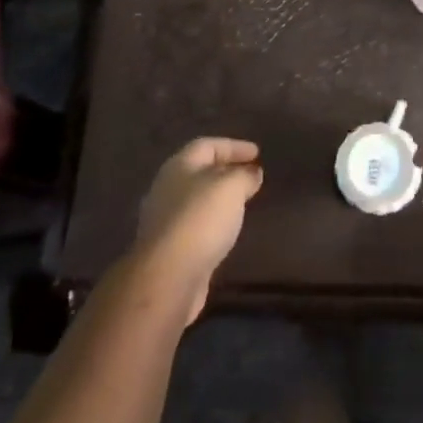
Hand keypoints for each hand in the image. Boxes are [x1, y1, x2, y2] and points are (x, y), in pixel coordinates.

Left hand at [133, 138, 262, 323]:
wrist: (168, 277)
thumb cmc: (201, 220)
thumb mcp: (231, 187)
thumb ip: (244, 175)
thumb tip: (252, 173)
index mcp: (178, 166)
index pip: (207, 145)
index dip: (234, 146)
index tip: (258, 154)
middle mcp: (167, 188)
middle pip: (199, 171)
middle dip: (226, 171)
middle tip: (251, 176)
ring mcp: (164, 220)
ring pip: (196, 200)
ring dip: (219, 198)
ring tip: (243, 202)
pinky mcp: (167, 249)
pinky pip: (195, 225)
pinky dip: (213, 221)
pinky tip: (226, 230)